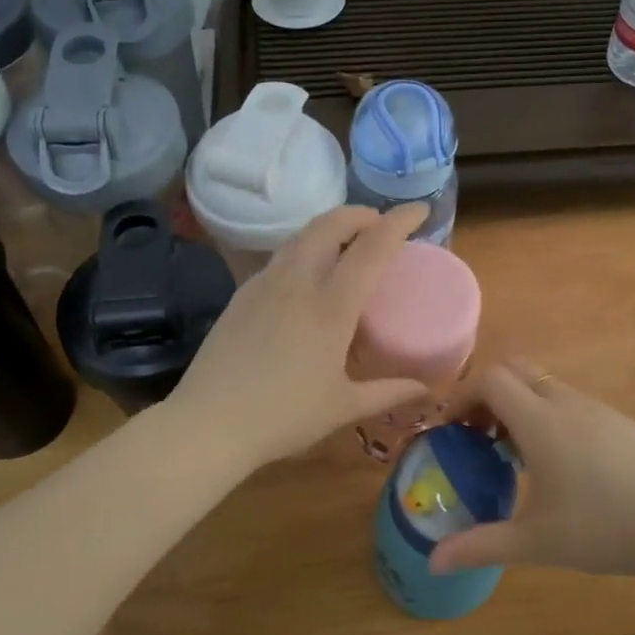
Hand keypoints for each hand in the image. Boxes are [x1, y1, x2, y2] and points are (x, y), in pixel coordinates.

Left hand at [168, 204, 430, 471]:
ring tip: (347, 244)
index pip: (372, 247)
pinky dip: (305, 249)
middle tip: (380, 224)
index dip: (399, 221)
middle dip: (360, 214)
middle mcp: (297, 283)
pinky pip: (280, 258)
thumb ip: (388, 392)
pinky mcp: (241, 295)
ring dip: (330, 227)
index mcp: (330, 307)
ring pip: (301, 236)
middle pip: (330, 224)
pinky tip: (308, 277)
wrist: (208, 424)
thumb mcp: (343, 408)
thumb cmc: (283, 418)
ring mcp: (264, 285)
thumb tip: (425, 389)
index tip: (419, 210)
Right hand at [429, 361, 634, 580]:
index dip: (462, 396)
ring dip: (519, 404)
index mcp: (541, 422)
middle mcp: (566, 403)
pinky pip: (571, 401)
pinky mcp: (619, 421)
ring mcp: (597, 408)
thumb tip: (433, 561)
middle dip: (488, 393)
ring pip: (545, 384)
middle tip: (477, 434)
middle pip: (515, 370)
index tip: (451, 428)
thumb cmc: (601, 531)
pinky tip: (558, 462)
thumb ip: (480, 546)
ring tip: (513, 452)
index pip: (490, 379)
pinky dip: (548, 414)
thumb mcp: (535, 543)